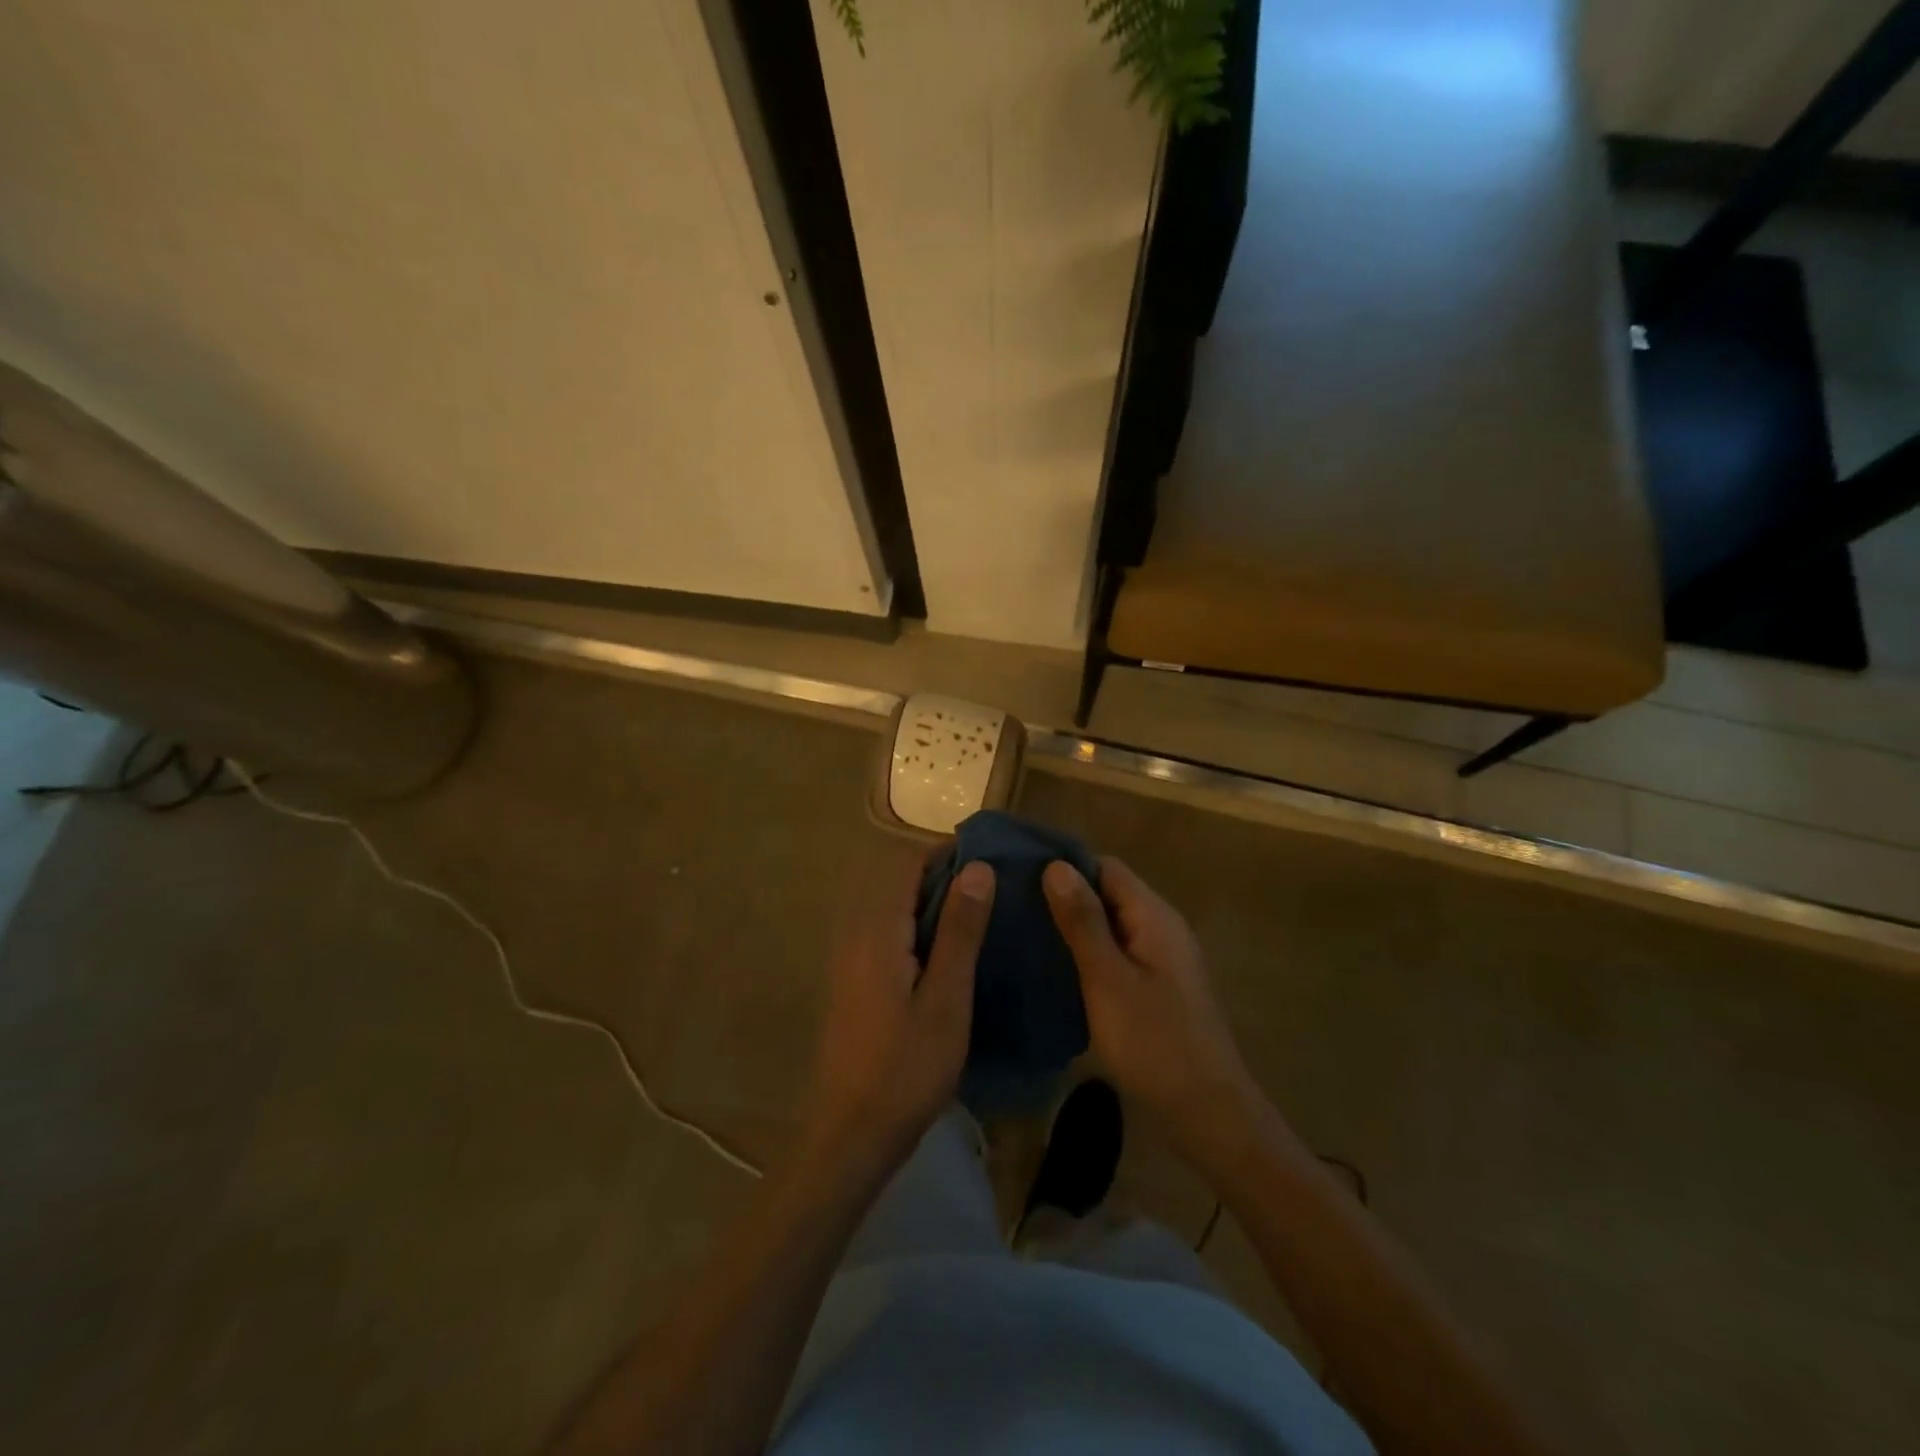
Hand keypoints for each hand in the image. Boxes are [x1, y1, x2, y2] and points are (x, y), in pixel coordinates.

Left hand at [803, 855, 994, 1177]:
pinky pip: (889, 936)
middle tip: (997, 893)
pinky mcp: (855, 982)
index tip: (993, 862)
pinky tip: (952, 957)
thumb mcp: (946, 998)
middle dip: (946, 879)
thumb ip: (960, 930)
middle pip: (900, 883)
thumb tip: (978, 868)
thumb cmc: (906, 1068)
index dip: (949, 855)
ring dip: (934, 906)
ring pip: (895, 910)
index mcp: (877, 929)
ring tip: (983, 920)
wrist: (852, 1135)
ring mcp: (851, 959)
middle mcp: (856, 933)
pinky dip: (920, 931)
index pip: (908, 863)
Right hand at [1043, 857, 1255, 1157]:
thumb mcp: (1108, 979)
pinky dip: (1088, 953)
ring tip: (1026, 934)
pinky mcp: (1158, 986)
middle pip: (1110, 893)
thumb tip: (1056, 866)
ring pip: (1112, 925)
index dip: (1065, 866)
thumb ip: (1083, 922)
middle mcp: (1162, 927)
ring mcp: (1163, 958)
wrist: (1208, 1112)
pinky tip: (1057, 969)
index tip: (1021, 875)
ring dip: (1075, 926)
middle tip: (1014, 907)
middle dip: (1065, 896)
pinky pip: (1118, 953)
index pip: (1106, 867)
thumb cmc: (1154, 1042)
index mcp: (1154, 916)